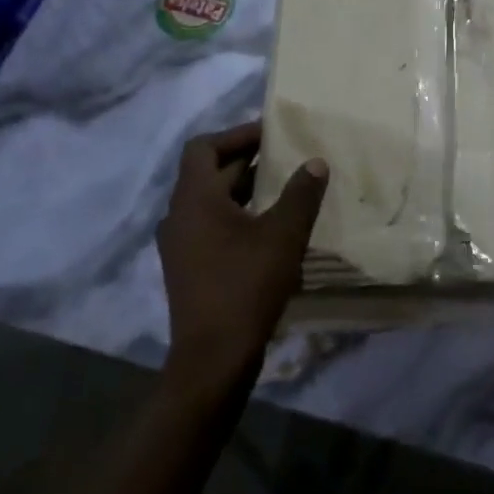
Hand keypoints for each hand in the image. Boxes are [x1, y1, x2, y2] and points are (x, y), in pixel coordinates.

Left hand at [157, 122, 327, 385]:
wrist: (213, 359)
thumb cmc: (246, 286)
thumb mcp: (283, 234)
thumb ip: (301, 193)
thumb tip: (315, 162)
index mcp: (194, 200)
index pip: (204, 147)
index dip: (237, 135)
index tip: (271, 134)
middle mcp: (179, 217)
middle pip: (208, 173)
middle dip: (247, 160)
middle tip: (287, 155)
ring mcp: (180, 246)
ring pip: (211, 201)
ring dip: (244, 188)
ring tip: (284, 187)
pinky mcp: (189, 269)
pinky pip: (211, 225)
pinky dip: (238, 214)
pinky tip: (270, 227)